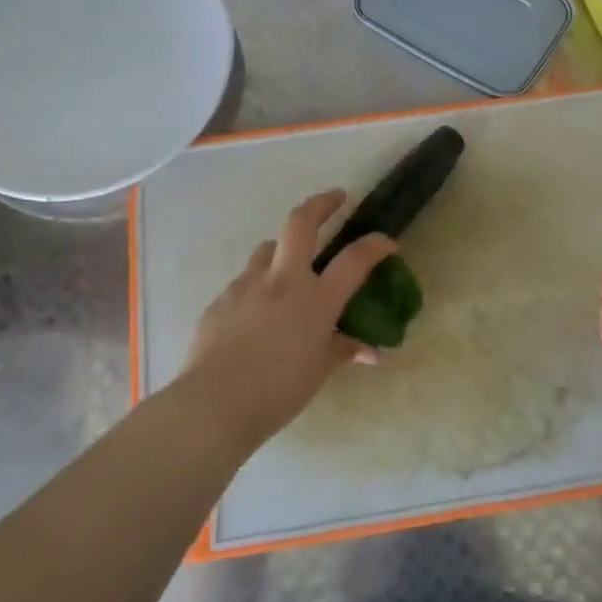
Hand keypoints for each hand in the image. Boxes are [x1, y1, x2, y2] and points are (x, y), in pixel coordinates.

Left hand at [180, 190, 395, 449]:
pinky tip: (258, 313)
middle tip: (336, 197)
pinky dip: (259, 286)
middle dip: (322, 203)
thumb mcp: (318, 371)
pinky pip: (245, 282)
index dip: (376, 244)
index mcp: (315, 300)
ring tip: (291, 268)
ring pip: (267, 249)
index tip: (387, 242)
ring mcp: (247, 285)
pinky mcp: (221, 299)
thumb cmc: (277, 392)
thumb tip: (371, 351)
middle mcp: (282, 281)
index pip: (354, 259)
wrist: (213, 404)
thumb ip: (343, 349)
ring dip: (284, 250)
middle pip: (300, 222)